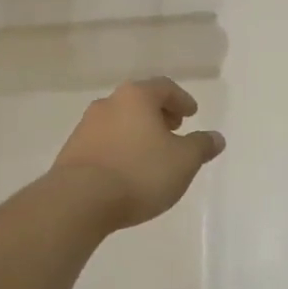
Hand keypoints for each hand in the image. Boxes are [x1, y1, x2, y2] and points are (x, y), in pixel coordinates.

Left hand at [49, 79, 225, 231]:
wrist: (79, 201)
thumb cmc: (139, 173)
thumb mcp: (183, 162)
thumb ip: (201, 146)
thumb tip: (216, 138)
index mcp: (136, 97)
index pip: (164, 87)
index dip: (181, 99)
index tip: (191, 114)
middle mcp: (109, 103)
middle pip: (139, 101)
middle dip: (159, 114)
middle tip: (173, 129)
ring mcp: (85, 126)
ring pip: (119, 121)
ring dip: (137, 131)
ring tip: (151, 153)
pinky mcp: (71, 151)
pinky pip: (103, 142)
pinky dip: (119, 147)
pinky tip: (127, 169)